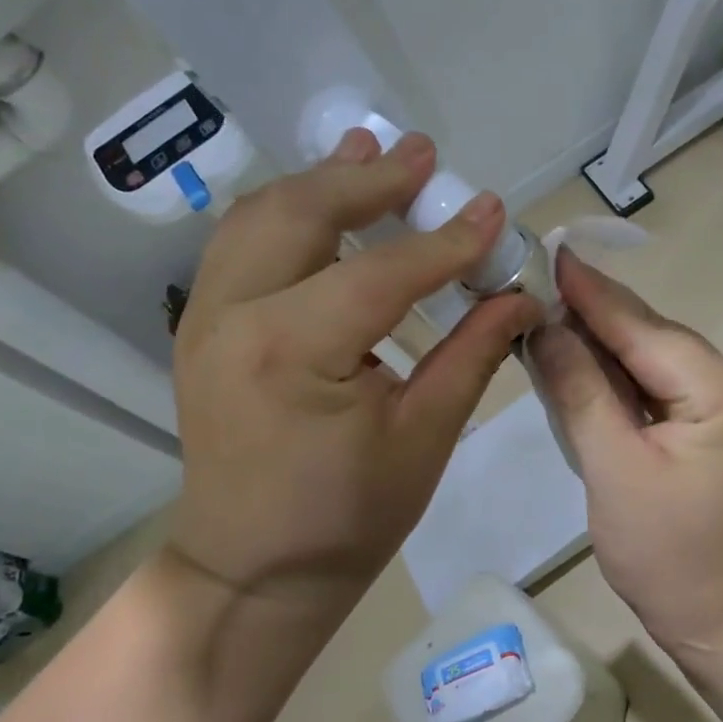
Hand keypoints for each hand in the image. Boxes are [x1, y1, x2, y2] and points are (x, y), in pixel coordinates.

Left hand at [168, 130, 543, 615]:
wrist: (251, 570)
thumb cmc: (346, 519)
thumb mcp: (422, 440)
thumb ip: (471, 356)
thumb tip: (520, 297)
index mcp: (292, 352)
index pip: (383, 273)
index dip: (446, 242)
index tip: (494, 211)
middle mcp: (234, 316)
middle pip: (303, 214)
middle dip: (370, 179)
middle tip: (424, 155)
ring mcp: (205, 316)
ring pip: (261, 215)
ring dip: (321, 181)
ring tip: (371, 151)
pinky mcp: (202, 325)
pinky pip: (242, 243)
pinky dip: (287, 211)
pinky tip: (322, 200)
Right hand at [529, 251, 722, 645]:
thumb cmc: (670, 555)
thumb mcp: (614, 469)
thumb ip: (580, 391)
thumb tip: (545, 328)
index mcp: (722, 390)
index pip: (643, 328)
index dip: (592, 293)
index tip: (550, 253)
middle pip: (652, 338)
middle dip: (593, 314)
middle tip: (536, 284)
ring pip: (653, 362)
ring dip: (602, 344)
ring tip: (548, 314)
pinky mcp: (712, 431)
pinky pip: (659, 389)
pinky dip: (619, 378)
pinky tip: (582, 362)